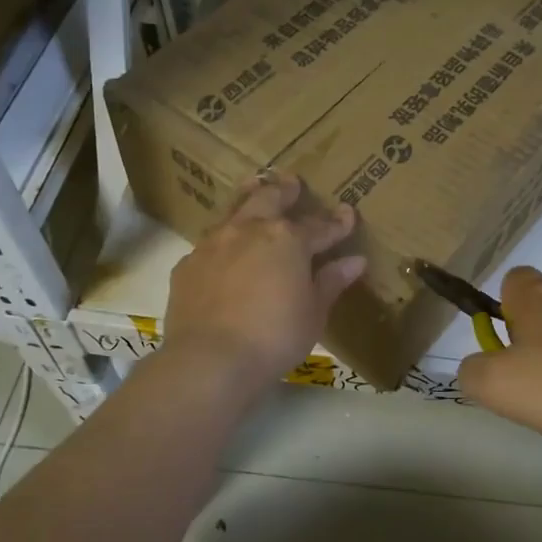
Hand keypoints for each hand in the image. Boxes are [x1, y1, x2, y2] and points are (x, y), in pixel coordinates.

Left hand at [162, 172, 366, 390]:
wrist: (211, 359)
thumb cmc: (275, 336)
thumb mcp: (313, 312)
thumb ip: (330, 282)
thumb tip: (354, 261)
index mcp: (287, 239)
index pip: (319, 226)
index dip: (336, 223)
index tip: (347, 214)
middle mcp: (249, 230)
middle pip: (270, 199)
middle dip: (285, 190)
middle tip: (292, 182)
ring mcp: (214, 244)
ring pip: (234, 210)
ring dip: (248, 198)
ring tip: (254, 187)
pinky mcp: (188, 265)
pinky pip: (209, 243)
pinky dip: (223, 240)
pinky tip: (223, 249)